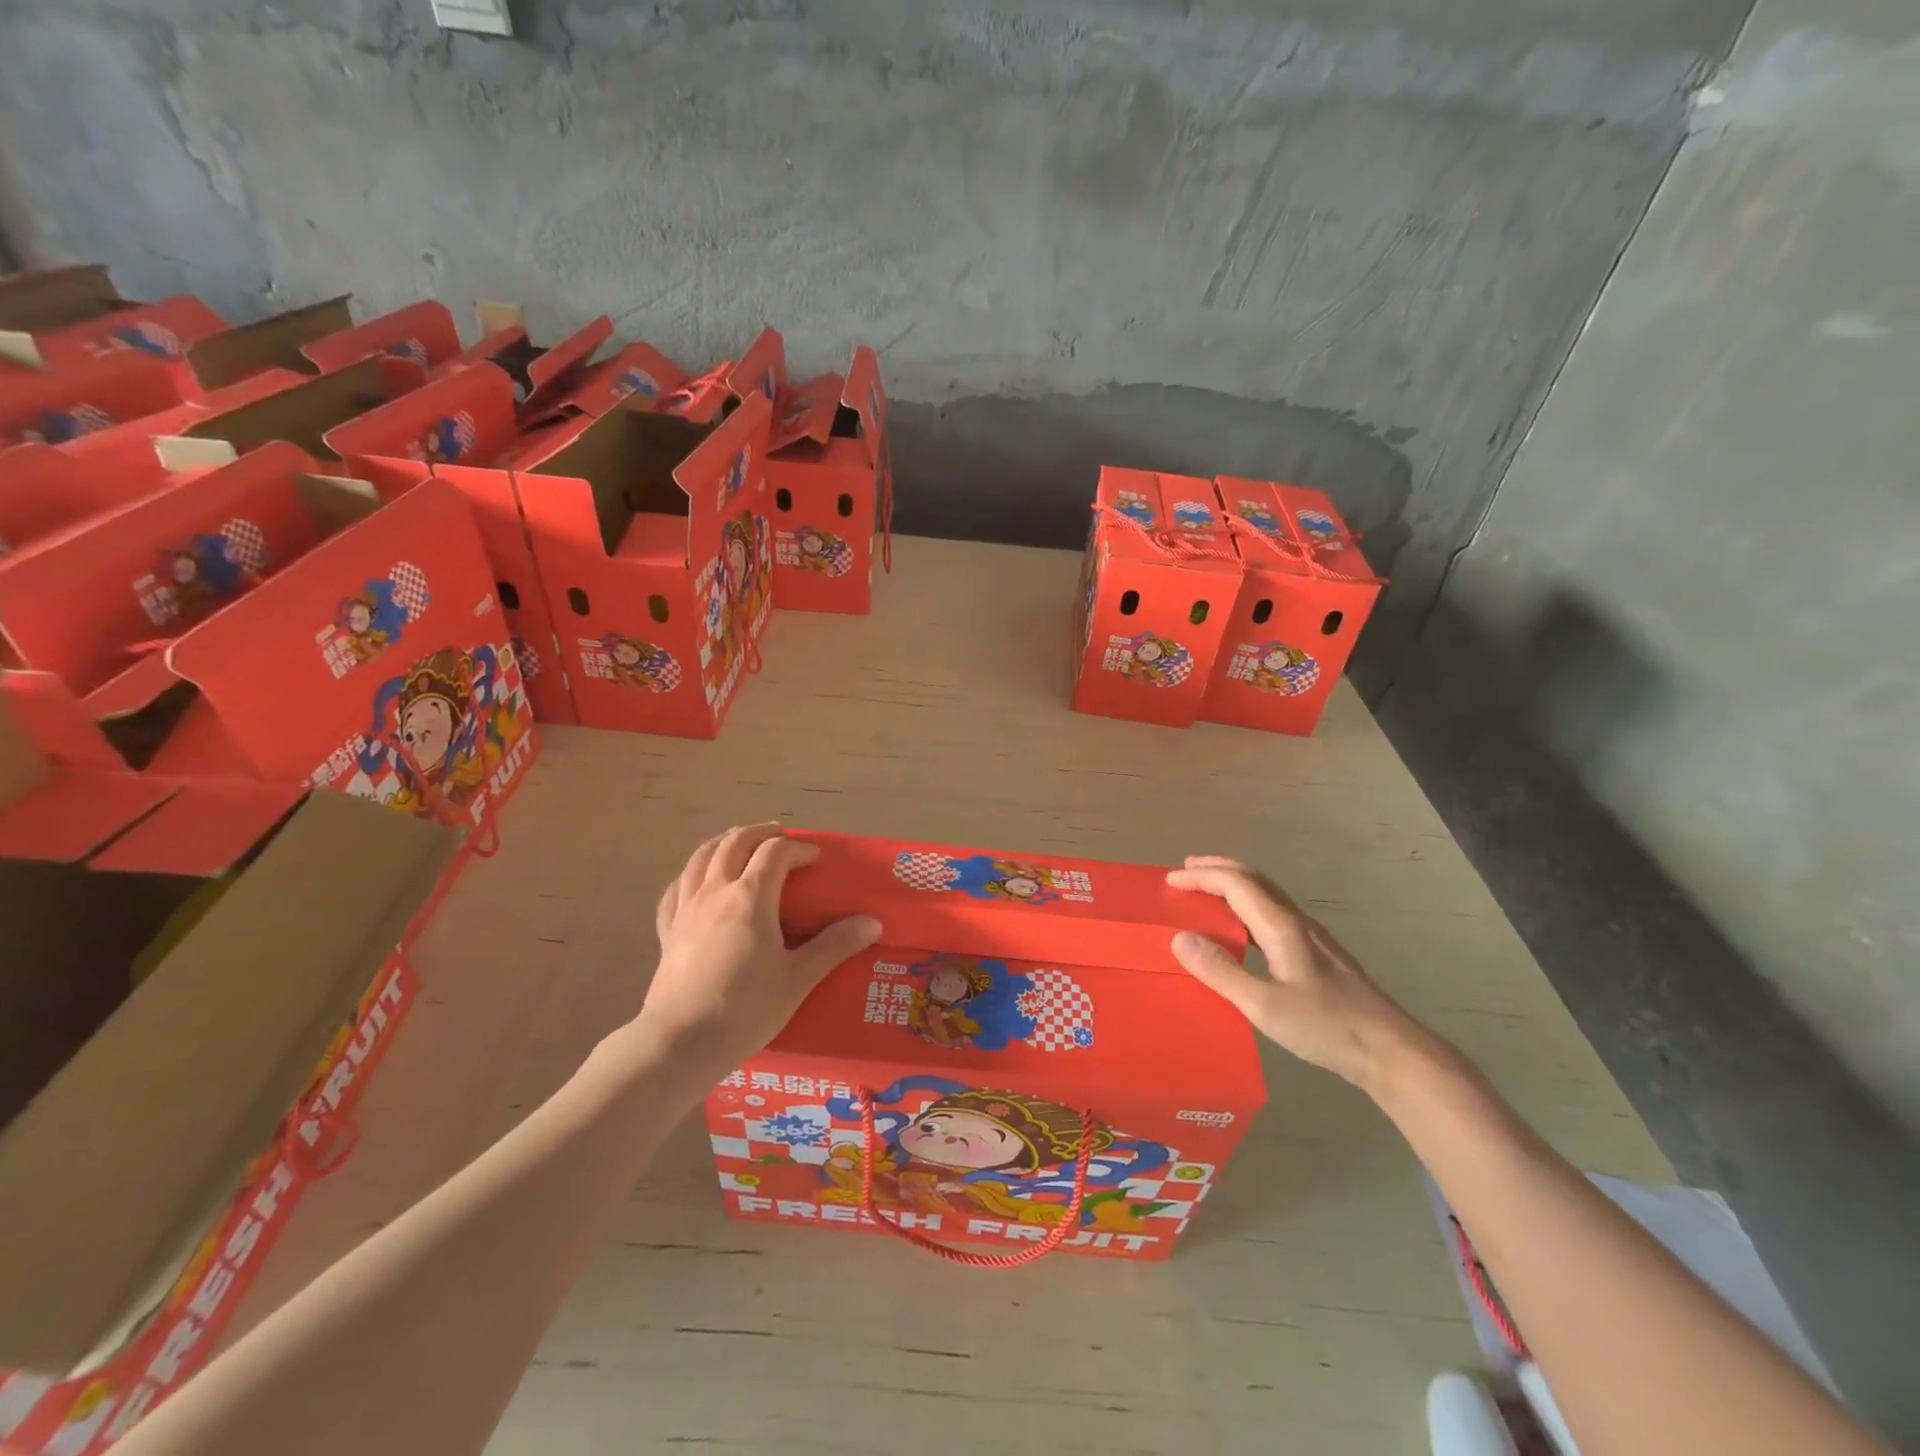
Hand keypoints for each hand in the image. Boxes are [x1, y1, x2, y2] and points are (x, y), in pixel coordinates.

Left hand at [639, 824, 880, 1095]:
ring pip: (702, 856)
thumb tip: (872, 923)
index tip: (815, 858)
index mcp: (751, 897)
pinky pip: (677, 887)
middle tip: (780, 836)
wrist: (680, 1044)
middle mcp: (716, 891)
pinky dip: (692, 873)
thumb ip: (834, 946)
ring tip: (740, 844)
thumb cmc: (744, 1010)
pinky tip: (697, 880)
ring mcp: (686, 908)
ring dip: (725, 842)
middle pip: (735, 842)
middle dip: (760, 833)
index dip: (798, 848)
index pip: (776, 852)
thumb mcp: (798, 979)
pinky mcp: (667, 929)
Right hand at [1166, 856, 1420, 1090]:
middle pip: (1254, 879)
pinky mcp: (1318, 956)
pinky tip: (1242, 932)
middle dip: (1217, 870)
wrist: (1391, 1051)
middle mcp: (1297, 923)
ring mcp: (1311, 938)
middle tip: (1185, 871)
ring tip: (1207, 894)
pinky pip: (1273, 914)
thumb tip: (1179, 937)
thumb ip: (1221, 971)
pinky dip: (1247, 907)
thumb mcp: (1264, 1005)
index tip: (1170, 880)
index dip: (1201, 876)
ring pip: (1266, 896)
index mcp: (1282, 927)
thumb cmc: (1326, 1027)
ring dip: (1233, 886)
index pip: (1236, 884)